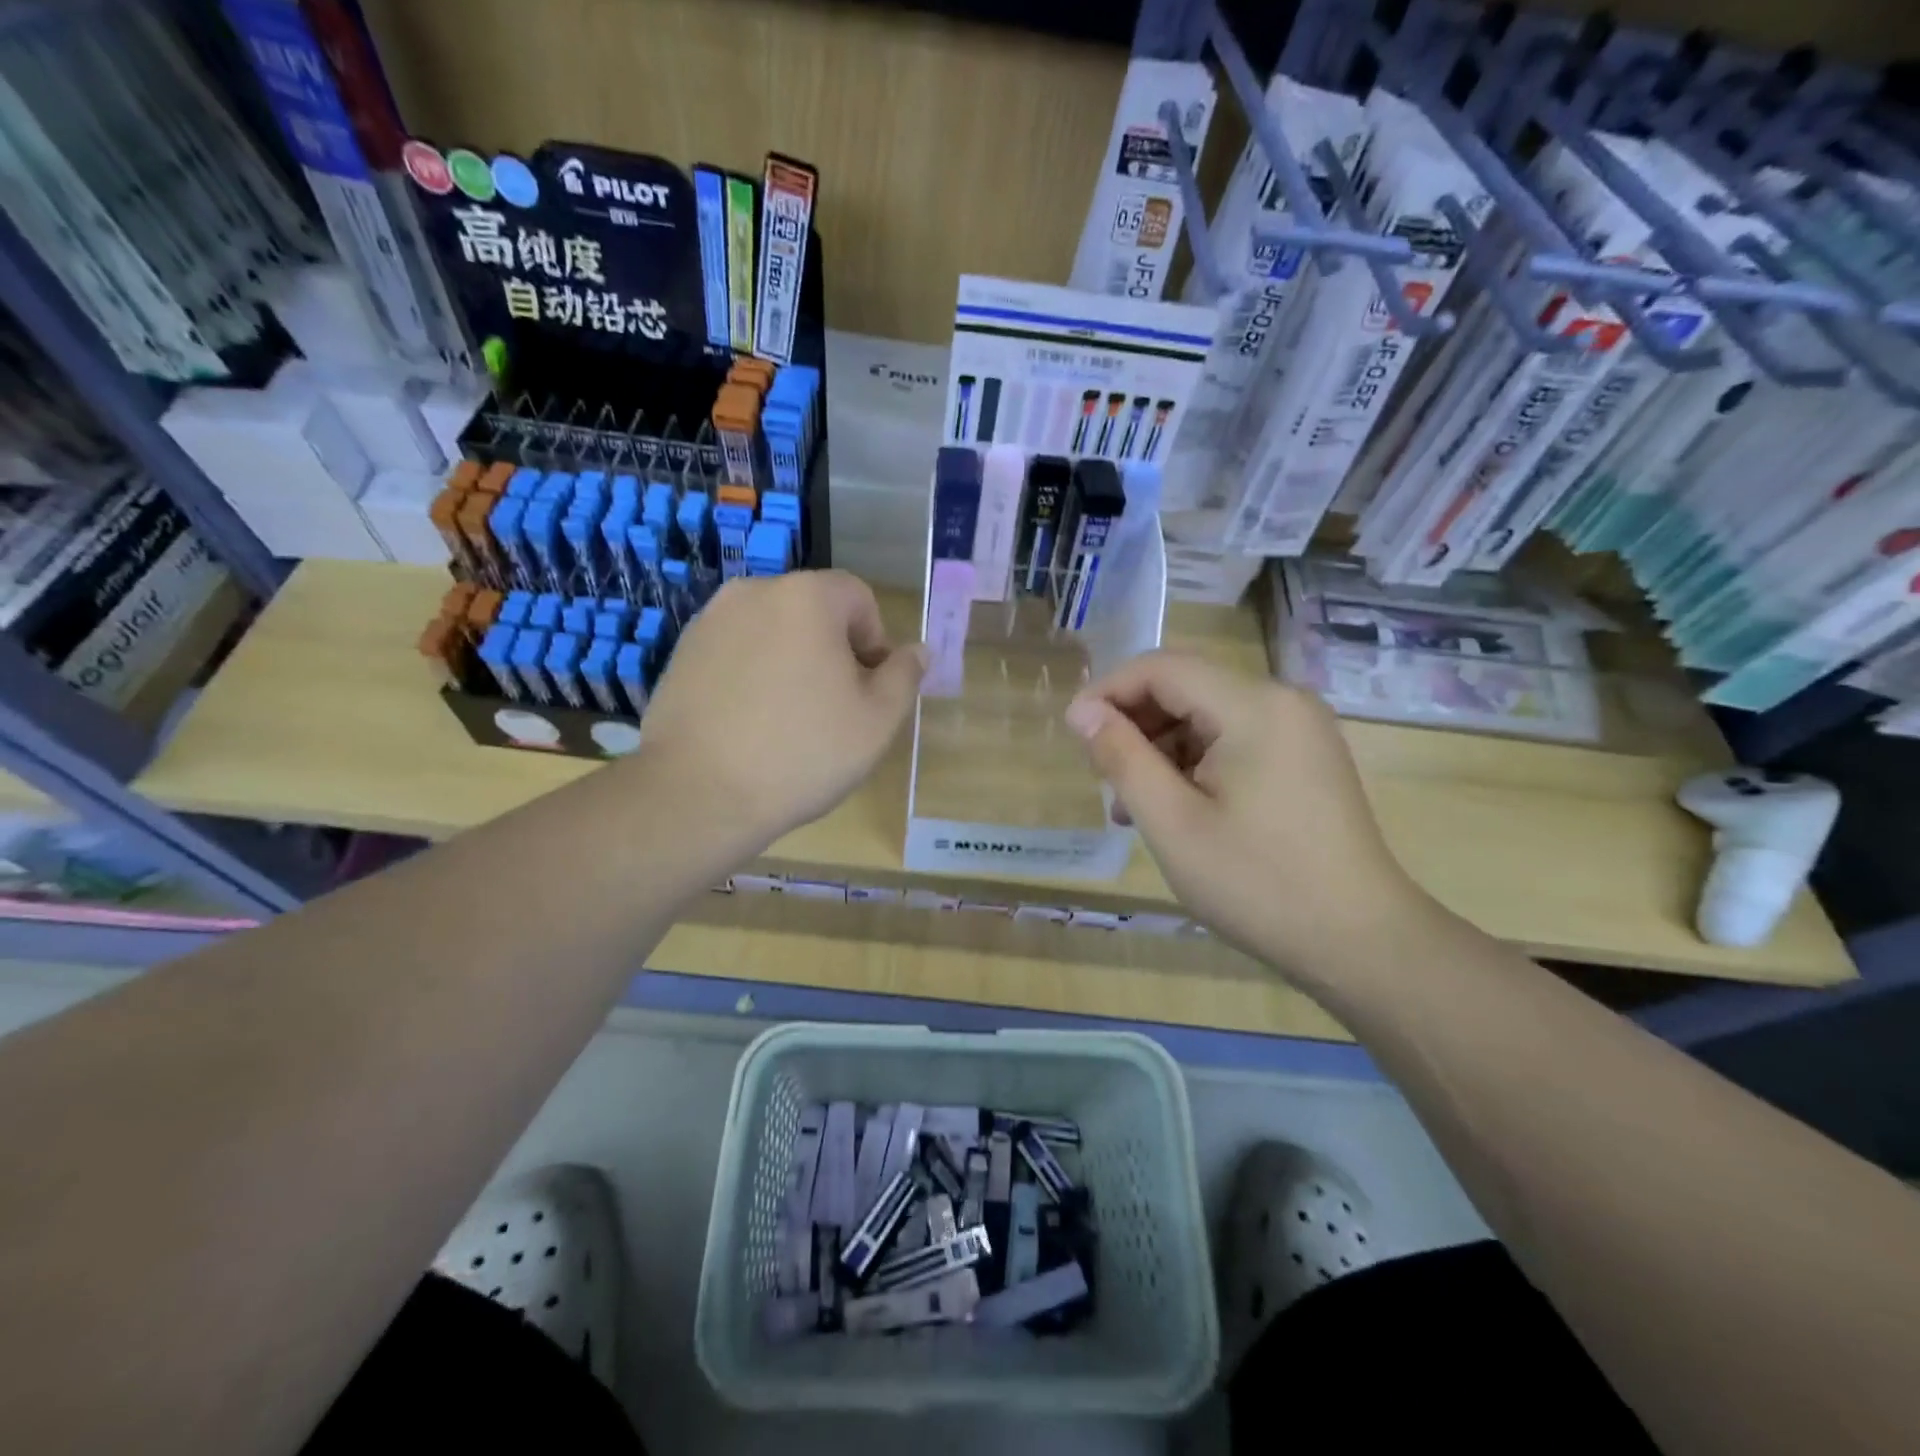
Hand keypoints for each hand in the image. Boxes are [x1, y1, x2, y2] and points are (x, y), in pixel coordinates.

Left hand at [635, 571, 924, 851]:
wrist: (698, 794)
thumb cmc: (803, 752)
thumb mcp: (878, 720)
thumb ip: (905, 676)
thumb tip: (916, 651)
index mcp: (807, 597)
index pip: (858, 597)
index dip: (874, 641)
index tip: (867, 690)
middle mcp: (753, 592)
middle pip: (814, 612)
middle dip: (833, 651)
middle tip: (834, 709)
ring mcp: (710, 621)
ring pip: (773, 632)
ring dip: (792, 663)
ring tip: (789, 721)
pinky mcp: (682, 654)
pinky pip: (737, 653)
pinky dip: (753, 676)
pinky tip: (751, 724)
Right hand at [1064, 651, 1431, 978]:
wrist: (1360, 941)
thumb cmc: (1258, 883)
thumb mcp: (1172, 822)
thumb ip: (1121, 758)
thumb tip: (1082, 712)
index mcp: (1254, 706)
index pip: (1162, 668)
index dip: (1109, 691)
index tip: (1073, 731)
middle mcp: (1282, 701)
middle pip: (1186, 687)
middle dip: (1135, 724)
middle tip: (1103, 777)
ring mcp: (1299, 729)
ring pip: (1207, 715)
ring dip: (1161, 748)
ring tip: (1131, 805)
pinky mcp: (1304, 757)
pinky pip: (1233, 740)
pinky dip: (1194, 762)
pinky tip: (1174, 806)